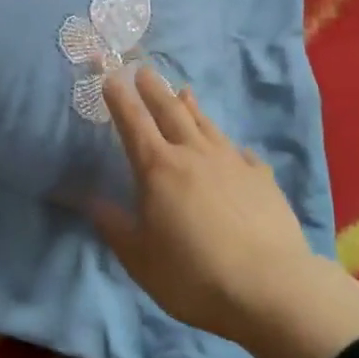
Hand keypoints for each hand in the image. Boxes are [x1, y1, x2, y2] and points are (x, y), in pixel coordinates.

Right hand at [93, 66, 358, 357]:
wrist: (270, 288)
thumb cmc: (193, 275)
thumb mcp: (139, 258)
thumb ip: (113, 225)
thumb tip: (88, 199)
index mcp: (158, 168)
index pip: (133, 123)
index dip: (120, 99)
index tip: (111, 77)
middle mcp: (194, 154)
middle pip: (170, 112)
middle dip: (153, 90)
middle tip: (143, 70)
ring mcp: (232, 162)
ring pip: (206, 125)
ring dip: (191, 107)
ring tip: (183, 91)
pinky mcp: (262, 179)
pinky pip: (241, 153)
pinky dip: (230, 145)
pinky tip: (234, 148)